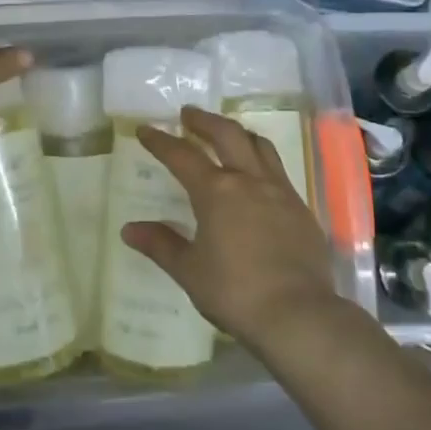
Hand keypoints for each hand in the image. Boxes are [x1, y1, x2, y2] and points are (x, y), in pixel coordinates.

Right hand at [124, 106, 340, 349]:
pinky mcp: (301, 208)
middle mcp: (249, 180)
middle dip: (204, 121)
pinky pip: (278, 170)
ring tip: (226, 133)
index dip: (160, 141)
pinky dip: (261, 160)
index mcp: (217, 191)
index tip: (145, 129)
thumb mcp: (189, 270)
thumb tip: (129, 229)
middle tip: (188, 115)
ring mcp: (280, 191)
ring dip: (238, 133)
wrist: (298, 315)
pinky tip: (257, 176)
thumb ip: (161, 244)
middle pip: (227, 134)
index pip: (182, 156)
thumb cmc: (235, 291)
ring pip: (259, 146)